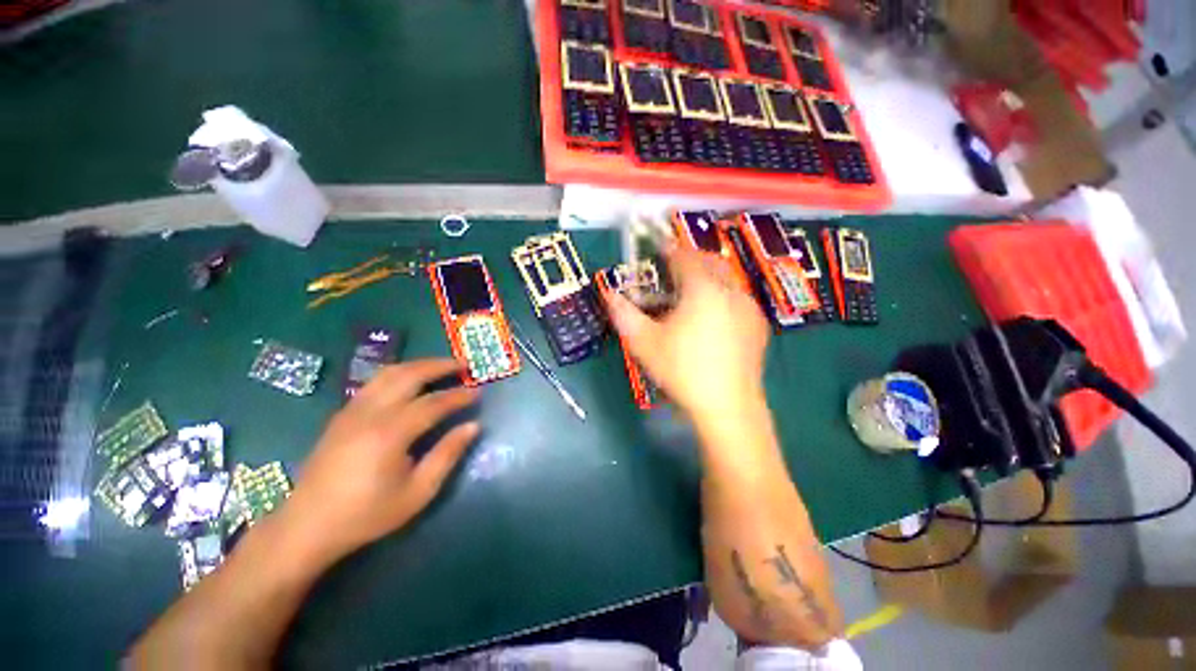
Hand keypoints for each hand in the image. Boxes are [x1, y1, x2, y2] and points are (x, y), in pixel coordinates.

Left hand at [281, 359, 479, 563]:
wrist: (307, 526)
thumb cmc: (367, 514)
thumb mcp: (417, 492)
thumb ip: (447, 454)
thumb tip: (474, 426)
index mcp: (390, 433)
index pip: (434, 403)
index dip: (459, 395)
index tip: (479, 391)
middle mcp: (371, 413)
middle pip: (410, 375)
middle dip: (441, 365)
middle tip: (464, 365)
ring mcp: (353, 410)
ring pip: (390, 373)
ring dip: (420, 364)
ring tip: (442, 366)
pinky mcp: (342, 414)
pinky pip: (375, 382)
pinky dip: (400, 373)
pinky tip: (411, 380)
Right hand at [602, 247, 769, 419]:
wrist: (727, 405)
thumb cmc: (681, 370)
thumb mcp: (644, 342)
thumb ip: (623, 313)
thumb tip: (608, 293)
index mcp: (701, 289)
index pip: (684, 256)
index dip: (668, 249)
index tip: (658, 247)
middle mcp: (730, 290)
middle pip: (709, 262)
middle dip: (689, 260)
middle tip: (672, 271)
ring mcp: (749, 307)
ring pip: (726, 279)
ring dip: (707, 277)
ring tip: (691, 294)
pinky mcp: (759, 325)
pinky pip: (738, 298)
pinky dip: (723, 296)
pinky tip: (713, 317)